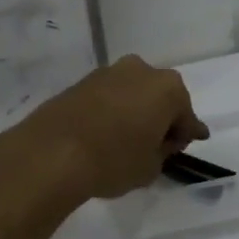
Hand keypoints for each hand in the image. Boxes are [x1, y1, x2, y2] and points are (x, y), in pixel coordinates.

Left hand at [0, 55, 208, 201]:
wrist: (52, 153)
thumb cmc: (113, 160)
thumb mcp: (150, 167)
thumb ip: (163, 151)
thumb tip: (161, 141)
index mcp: (168, 88)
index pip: (186, 116)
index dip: (186, 135)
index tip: (185, 146)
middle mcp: (141, 70)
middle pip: (160, 97)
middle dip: (160, 118)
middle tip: (155, 144)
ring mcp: (108, 72)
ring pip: (132, 93)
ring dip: (134, 111)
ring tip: (126, 140)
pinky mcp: (81, 82)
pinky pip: (108, 98)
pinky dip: (111, 112)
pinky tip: (105, 133)